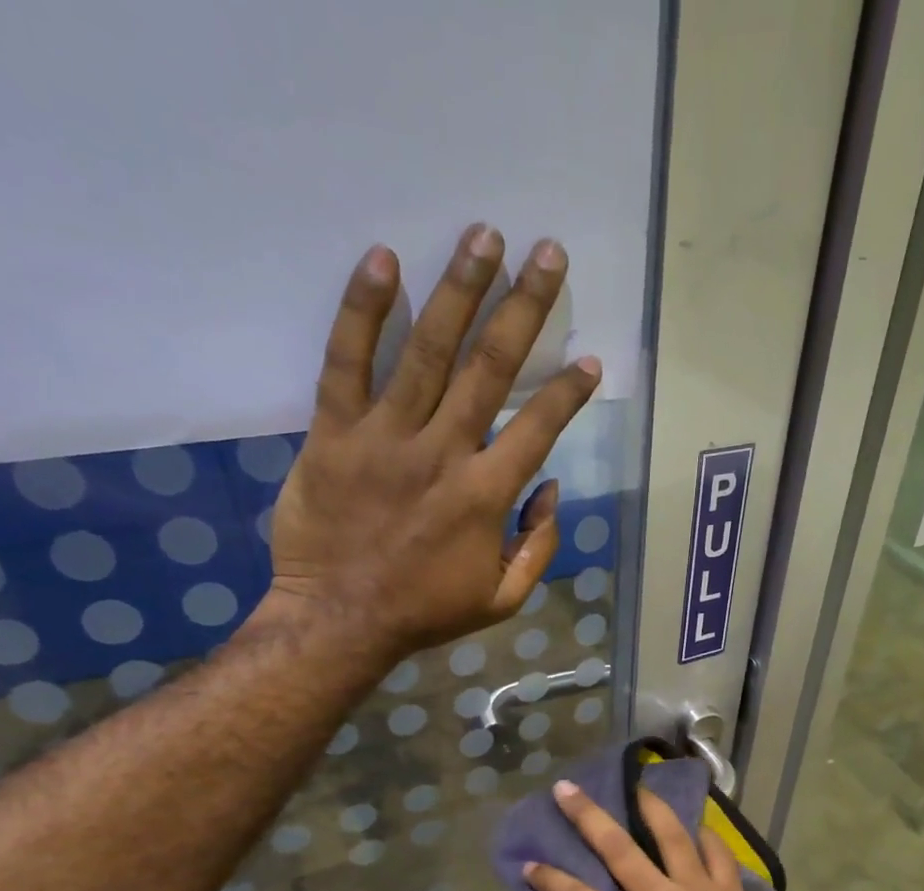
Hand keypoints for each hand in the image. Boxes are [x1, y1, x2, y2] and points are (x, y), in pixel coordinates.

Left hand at [265, 223, 600, 660]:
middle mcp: (442, 454)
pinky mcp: (333, 434)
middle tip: (547, 254)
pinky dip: (362, 311)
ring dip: (459, 289)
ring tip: (484, 236)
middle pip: (489, 368)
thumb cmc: (425, 613)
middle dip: (524, 308)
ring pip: (427, 351)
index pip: (538, 428)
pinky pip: (346, 363)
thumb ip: (537, 547)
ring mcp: (384, 438)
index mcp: (486, 496)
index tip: (590, 358)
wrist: (339, 621)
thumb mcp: (502, 600)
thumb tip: (550, 489)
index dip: (568, 391)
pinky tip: (382, 260)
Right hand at [523, 780, 817, 890]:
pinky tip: (696, 828)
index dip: (550, 881)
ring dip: (651, 808)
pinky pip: (719, 853)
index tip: (530, 863)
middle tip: (568, 788)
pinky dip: (706, 836)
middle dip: (588, 816)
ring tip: (638, 786)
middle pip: (619, 849)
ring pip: (673, 836)